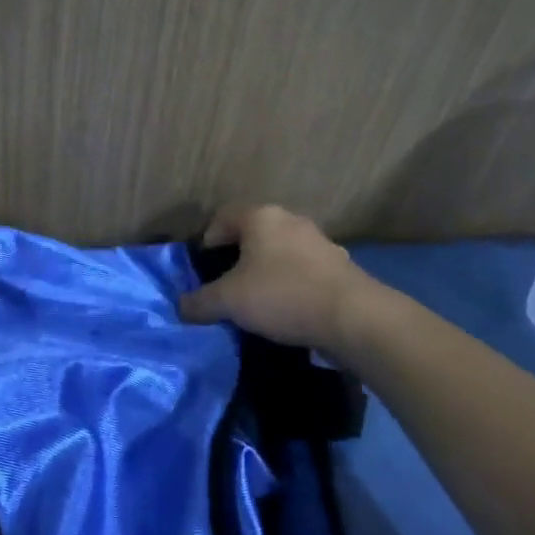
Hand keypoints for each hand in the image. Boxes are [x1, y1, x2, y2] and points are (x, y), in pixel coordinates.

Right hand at [178, 204, 366, 348]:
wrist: (353, 318)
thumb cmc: (282, 295)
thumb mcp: (229, 301)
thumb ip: (200, 302)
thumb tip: (181, 306)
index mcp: (261, 217)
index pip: (223, 216)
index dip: (208, 239)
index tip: (203, 269)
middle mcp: (291, 221)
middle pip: (253, 233)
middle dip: (237, 258)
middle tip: (226, 287)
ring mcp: (320, 242)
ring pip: (280, 252)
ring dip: (266, 272)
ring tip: (257, 303)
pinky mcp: (340, 267)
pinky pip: (304, 272)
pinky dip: (292, 286)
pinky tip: (288, 312)